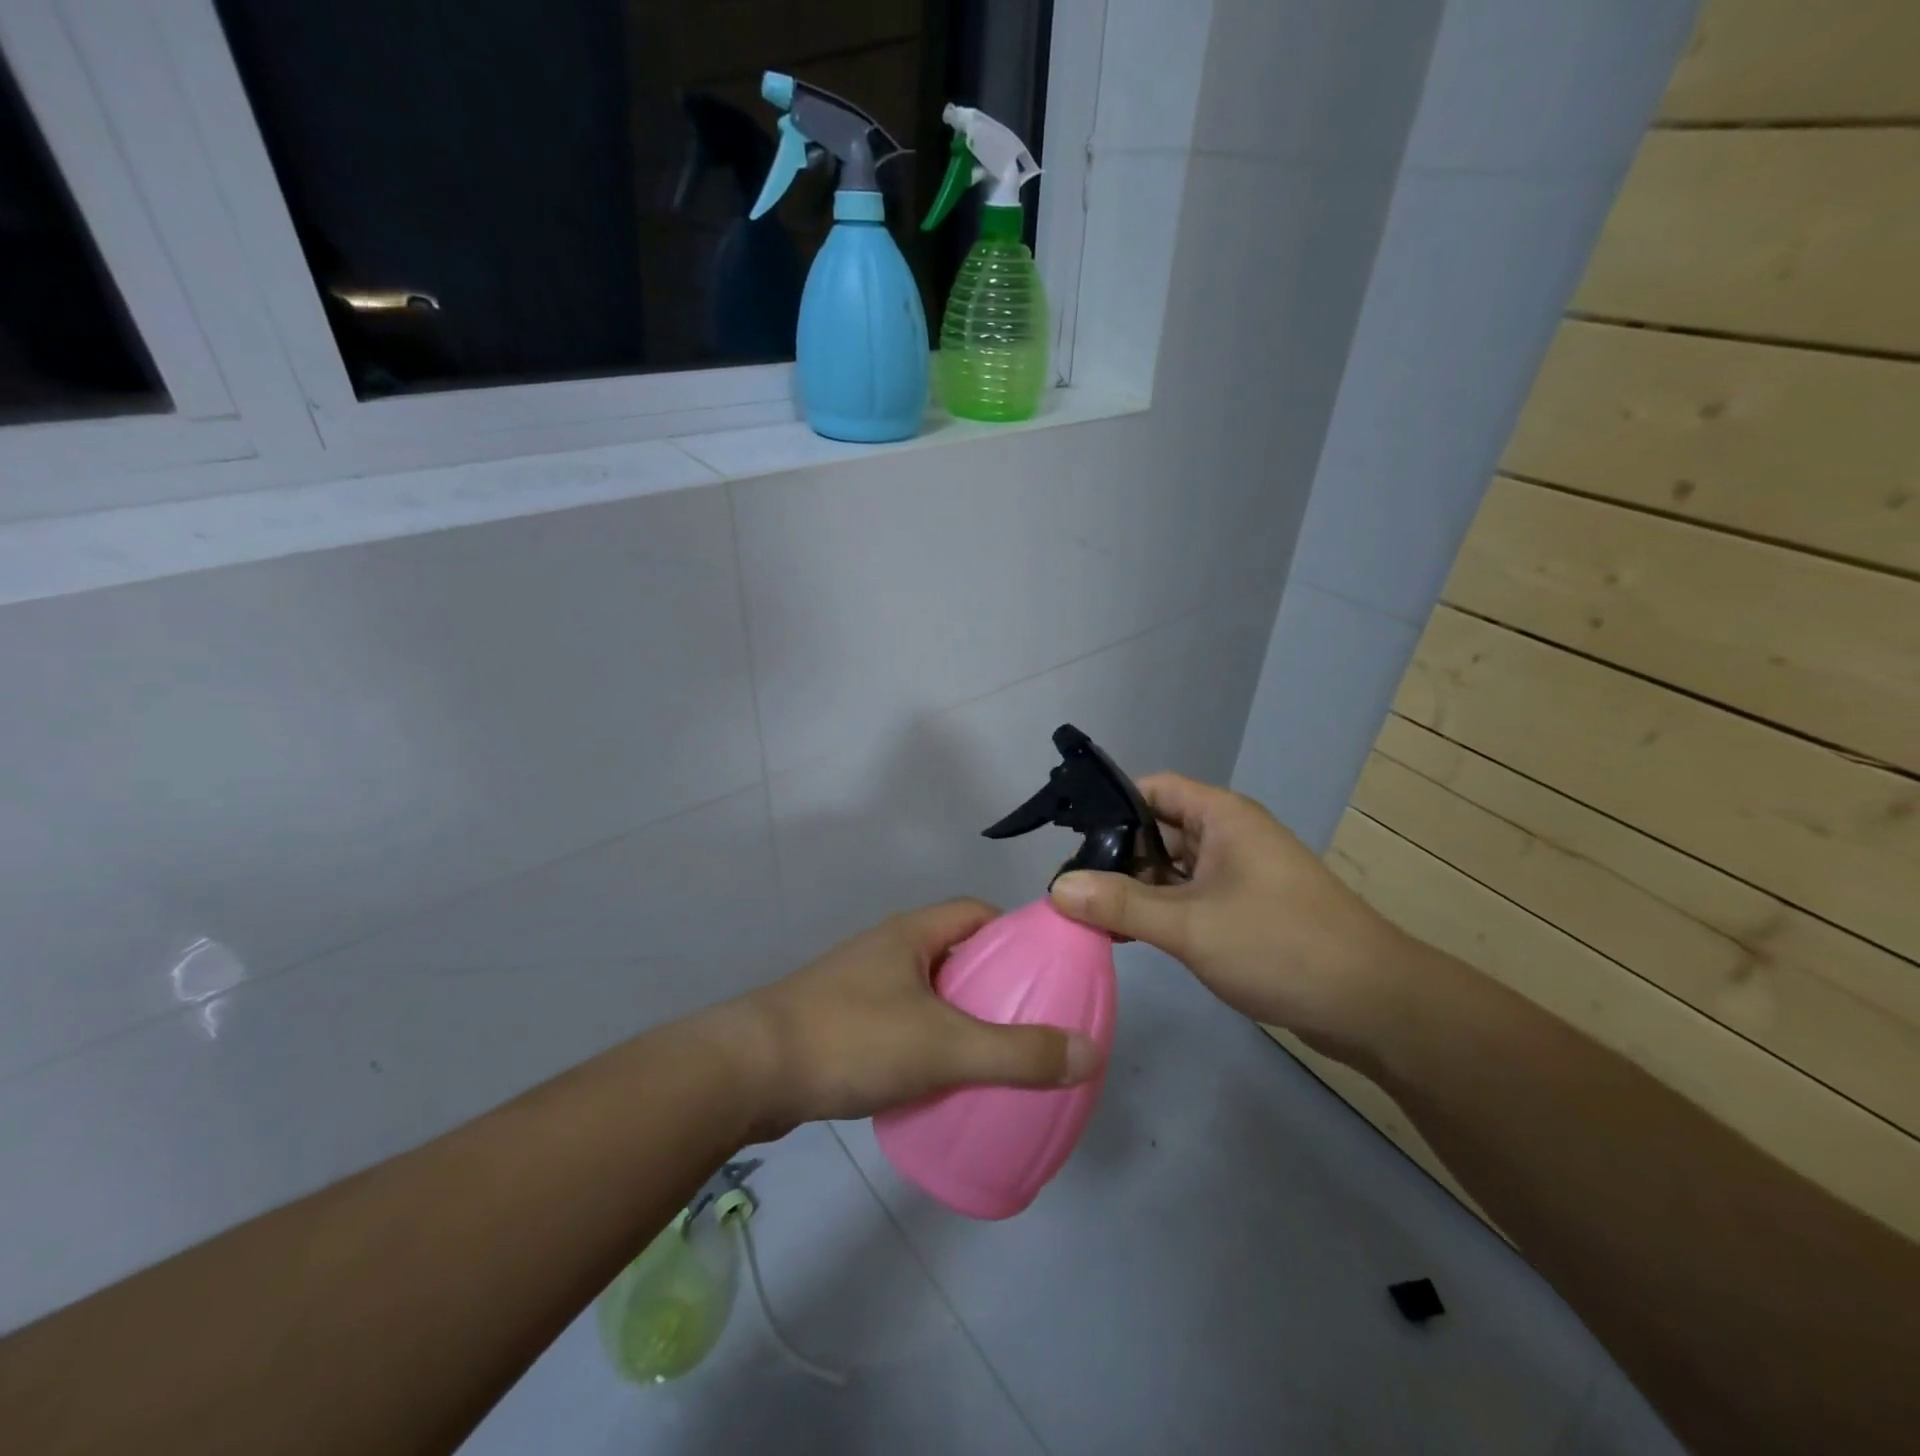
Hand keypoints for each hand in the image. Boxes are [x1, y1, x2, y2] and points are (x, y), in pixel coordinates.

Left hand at [715, 900, 1104, 1137]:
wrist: (748, 1073)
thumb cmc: (851, 1040)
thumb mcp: (944, 1046)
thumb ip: (1017, 1053)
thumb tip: (1089, 1052)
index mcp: (912, 934)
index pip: (976, 913)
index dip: (1015, 934)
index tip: (1045, 971)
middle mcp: (886, 950)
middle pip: (954, 953)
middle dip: (992, 982)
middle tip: (1028, 1021)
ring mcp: (858, 985)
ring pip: (926, 991)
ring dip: (958, 1015)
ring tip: (992, 1055)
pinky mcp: (839, 1023)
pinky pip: (900, 1022)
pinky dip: (926, 1042)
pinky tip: (936, 1080)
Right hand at [1048, 774, 1408, 1064]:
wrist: (1373, 1005)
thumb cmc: (1281, 946)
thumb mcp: (1190, 924)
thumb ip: (1121, 903)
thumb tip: (1057, 887)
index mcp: (1222, 817)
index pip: (1154, 789)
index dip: (1111, 805)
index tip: (1070, 838)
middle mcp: (1229, 837)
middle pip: (1158, 829)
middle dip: (1115, 854)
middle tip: (1068, 886)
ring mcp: (1239, 876)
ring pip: (1172, 869)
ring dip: (1135, 888)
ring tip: (1087, 914)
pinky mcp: (1245, 911)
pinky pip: (1189, 898)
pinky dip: (1159, 911)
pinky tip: (1127, 935)